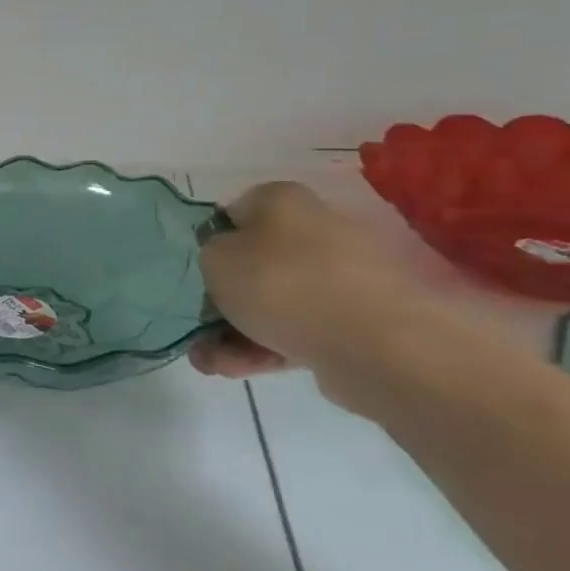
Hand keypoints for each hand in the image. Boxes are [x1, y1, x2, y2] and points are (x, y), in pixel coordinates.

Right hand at [190, 181, 434, 379]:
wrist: (372, 342)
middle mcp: (316, 231)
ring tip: (209, 362)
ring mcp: (340, 277)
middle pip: (254, 263)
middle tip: (198, 327)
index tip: (197, 272)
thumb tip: (226, 259)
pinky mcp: (355, 320)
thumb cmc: (280, 283)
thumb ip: (209, 252)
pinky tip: (235, 369)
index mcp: (283, 201)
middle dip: (221, 299)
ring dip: (235, 331)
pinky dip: (265, 348)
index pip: (234, 213)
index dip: (210, 243)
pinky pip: (298, 329)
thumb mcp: (214, 258)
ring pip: (273, 302)